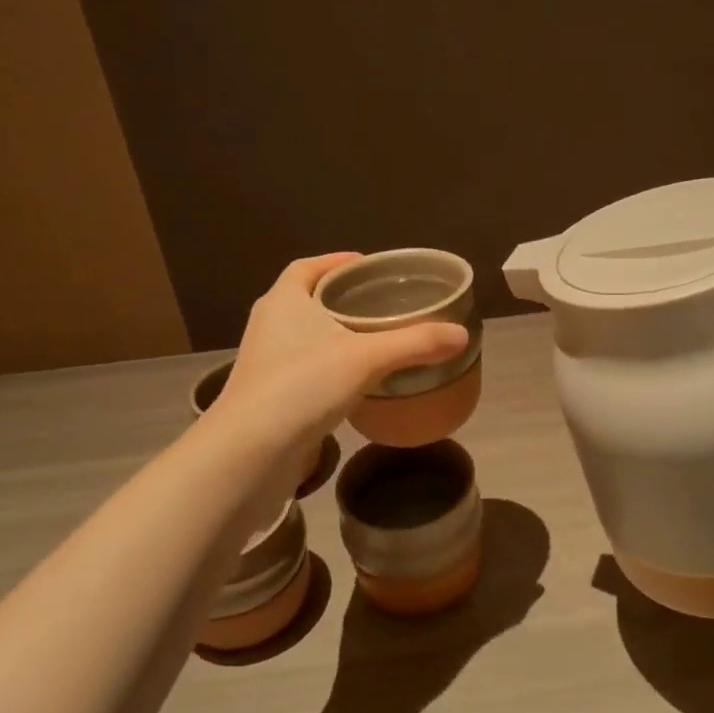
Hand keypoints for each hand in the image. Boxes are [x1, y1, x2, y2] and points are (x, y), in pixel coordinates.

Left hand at [208, 253, 467, 458]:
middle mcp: (270, 324)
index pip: (308, 266)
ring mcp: (267, 360)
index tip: (370, 266)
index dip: (337, 261)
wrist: (250, 451)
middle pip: (309, 298)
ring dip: (337, 332)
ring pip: (308, 334)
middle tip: (384, 301)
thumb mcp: (367, 358)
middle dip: (344, 297)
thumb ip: (416, 343)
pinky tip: (359, 378)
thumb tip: (462, 334)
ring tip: (378, 337)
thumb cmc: (302, 386)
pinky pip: (306, 365)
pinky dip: (332, 363)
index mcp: (285, 300)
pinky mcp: (270, 392)